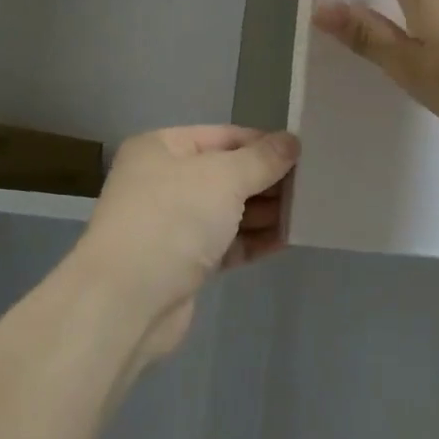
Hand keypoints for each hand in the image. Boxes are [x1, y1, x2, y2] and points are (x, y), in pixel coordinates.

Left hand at [71, 125, 299, 362]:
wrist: (126, 302)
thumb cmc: (173, 220)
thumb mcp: (224, 178)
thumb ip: (262, 159)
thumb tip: (292, 142)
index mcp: (162, 148)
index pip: (223, 136)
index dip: (263, 143)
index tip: (303, 153)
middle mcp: (163, 181)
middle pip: (226, 173)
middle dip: (267, 179)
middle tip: (313, 185)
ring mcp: (171, 224)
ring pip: (227, 210)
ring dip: (264, 211)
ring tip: (307, 211)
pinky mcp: (182, 263)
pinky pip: (225, 243)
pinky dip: (252, 240)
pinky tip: (286, 239)